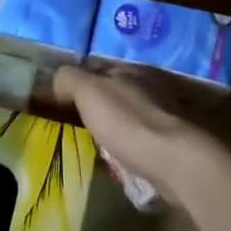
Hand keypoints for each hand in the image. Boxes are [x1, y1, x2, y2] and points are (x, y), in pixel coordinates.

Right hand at [51, 66, 211, 207]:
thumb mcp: (88, 91)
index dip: (77, 83)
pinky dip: (127, 145)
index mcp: (130, 71)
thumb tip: (58, 80)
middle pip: (115, 93)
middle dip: (96, 105)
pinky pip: (139, 139)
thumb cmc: (126, 121)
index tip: (60, 102)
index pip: (97, 69)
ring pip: (128, 116)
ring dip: (113, 126)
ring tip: (93, 144)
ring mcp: (163, 116)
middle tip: (74, 125)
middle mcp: (150, 87)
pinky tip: (116, 158)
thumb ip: (70, 79)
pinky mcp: (170, 143)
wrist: (172, 160)